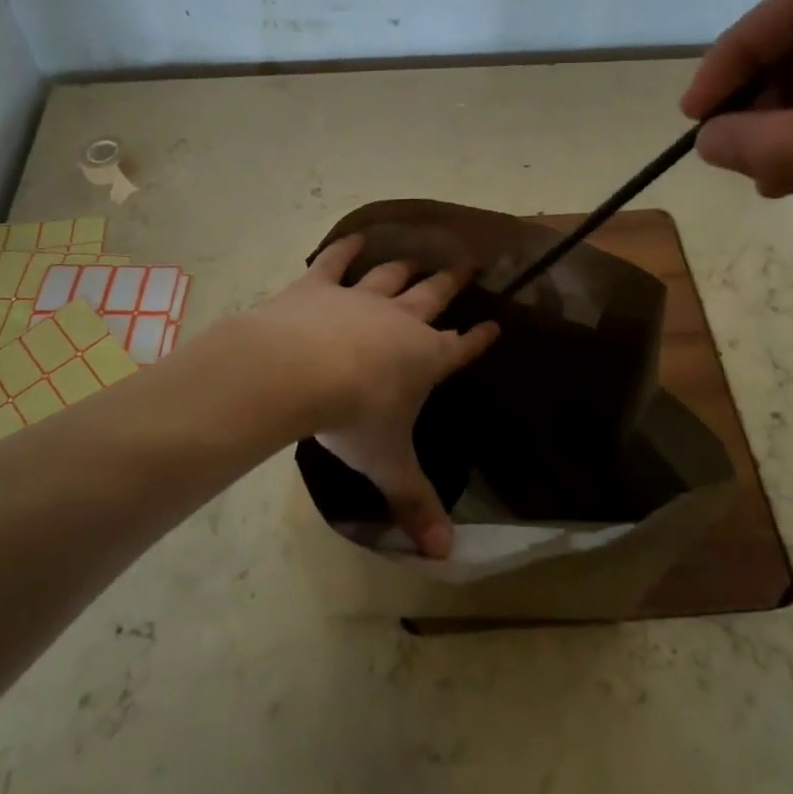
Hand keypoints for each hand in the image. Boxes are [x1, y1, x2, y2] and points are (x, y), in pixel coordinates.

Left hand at [229, 236, 497, 556]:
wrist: (298, 370)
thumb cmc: (353, 416)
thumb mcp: (387, 464)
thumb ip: (415, 504)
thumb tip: (445, 555)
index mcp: (424, 359)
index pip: (460, 348)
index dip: (478, 339)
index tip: (494, 326)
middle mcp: (400, 321)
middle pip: (433, 297)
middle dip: (452, 284)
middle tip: (469, 265)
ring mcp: (360, 298)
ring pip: (391, 276)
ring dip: (406, 267)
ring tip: (418, 256)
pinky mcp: (319, 286)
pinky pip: (336, 261)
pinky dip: (345, 250)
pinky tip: (355, 239)